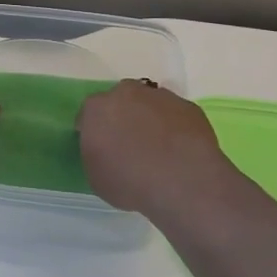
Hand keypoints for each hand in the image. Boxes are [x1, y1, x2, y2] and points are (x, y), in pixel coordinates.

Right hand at [79, 80, 238, 219]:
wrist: (184, 182)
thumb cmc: (130, 182)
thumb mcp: (97, 177)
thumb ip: (96, 154)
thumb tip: (106, 150)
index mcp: (97, 108)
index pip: (89, 115)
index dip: (95, 131)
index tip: (102, 148)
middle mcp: (126, 94)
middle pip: (120, 101)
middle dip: (122, 117)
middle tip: (129, 144)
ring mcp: (160, 97)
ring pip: (149, 104)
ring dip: (149, 120)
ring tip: (158, 149)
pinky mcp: (188, 106)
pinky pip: (174, 115)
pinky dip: (173, 127)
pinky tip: (178, 150)